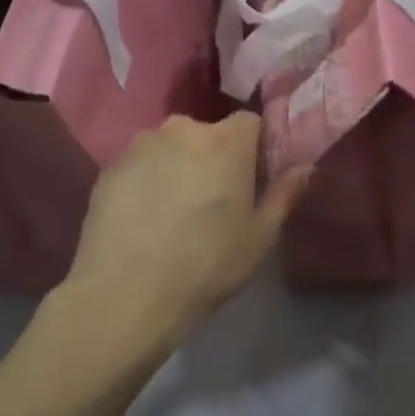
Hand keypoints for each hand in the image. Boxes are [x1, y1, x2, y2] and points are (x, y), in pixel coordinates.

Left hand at [65, 113, 308, 349]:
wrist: (126, 294)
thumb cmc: (207, 266)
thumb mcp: (260, 237)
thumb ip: (284, 194)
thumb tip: (305, 167)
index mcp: (226, 143)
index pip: (249, 121)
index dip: (255, 147)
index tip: (253, 177)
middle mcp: (181, 131)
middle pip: (208, 133)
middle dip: (215, 156)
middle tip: (215, 199)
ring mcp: (139, 146)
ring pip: (171, 147)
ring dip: (179, 166)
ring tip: (176, 210)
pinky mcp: (109, 167)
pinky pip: (141, 164)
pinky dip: (148, 180)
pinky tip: (146, 217)